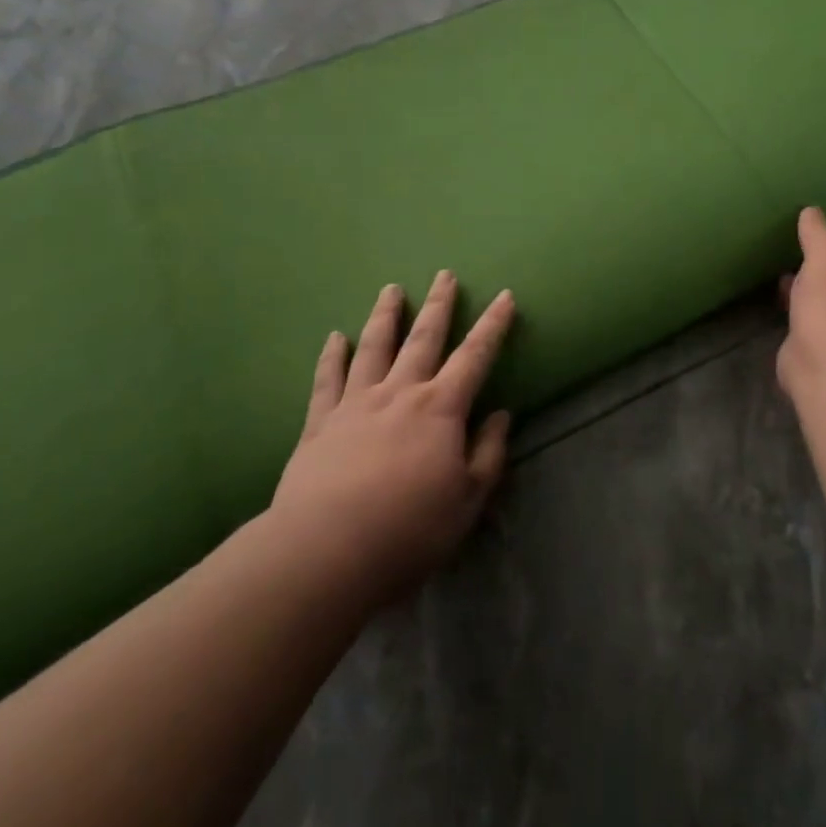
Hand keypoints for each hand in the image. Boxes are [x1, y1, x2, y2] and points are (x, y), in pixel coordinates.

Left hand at [269, 271, 514, 602]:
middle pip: (423, 338)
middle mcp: (400, 393)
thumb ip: (488, 454)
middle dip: (438, 305)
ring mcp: (356, 404)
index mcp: (441, 408)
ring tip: (391, 289)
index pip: (475, 356)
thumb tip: (500, 415)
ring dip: (386, 316)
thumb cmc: (408, 529)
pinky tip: (335, 338)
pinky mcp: (320, 424)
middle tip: (444, 274)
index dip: (493, 325)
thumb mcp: (468, 500)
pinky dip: (332, 356)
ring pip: (374, 347)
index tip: (504, 296)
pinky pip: (327, 380)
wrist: (324, 552)